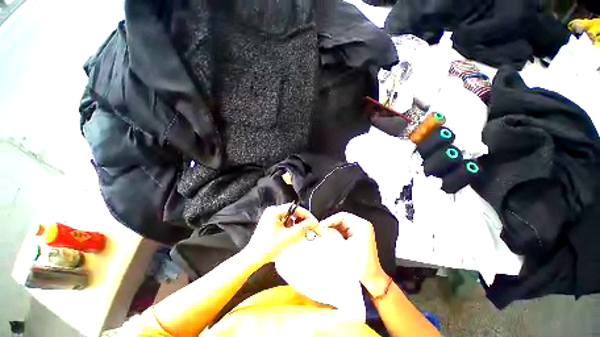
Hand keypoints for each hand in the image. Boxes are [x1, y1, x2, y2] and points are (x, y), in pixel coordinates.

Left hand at [245, 204, 318, 263]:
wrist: (253, 258)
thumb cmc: (269, 246)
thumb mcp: (288, 237)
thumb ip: (302, 228)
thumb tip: (314, 222)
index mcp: (274, 211)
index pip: (294, 208)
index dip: (305, 214)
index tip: (314, 222)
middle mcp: (273, 211)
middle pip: (292, 212)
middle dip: (301, 220)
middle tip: (310, 228)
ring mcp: (271, 218)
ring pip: (289, 218)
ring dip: (297, 225)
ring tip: (302, 233)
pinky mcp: (271, 224)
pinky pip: (285, 223)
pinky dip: (291, 228)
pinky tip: (294, 235)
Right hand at [319, 212, 388, 295]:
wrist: (371, 278)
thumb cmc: (362, 266)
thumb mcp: (342, 248)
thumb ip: (331, 236)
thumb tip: (323, 229)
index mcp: (361, 226)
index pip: (342, 216)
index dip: (330, 220)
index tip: (322, 226)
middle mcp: (363, 226)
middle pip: (342, 220)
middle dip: (331, 226)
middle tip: (322, 230)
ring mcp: (361, 232)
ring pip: (343, 226)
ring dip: (334, 230)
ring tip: (325, 235)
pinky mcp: (359, 237)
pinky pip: (345, 232)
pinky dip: (338, 234)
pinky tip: (332, 240)